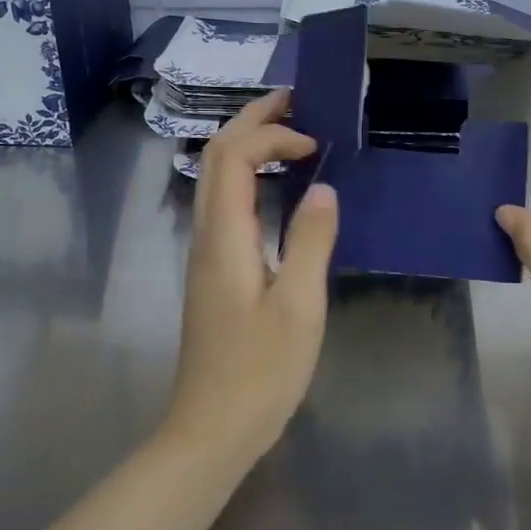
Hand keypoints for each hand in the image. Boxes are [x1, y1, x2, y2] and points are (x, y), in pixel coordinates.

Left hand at [168, 90, 338, 461]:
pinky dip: (251, 179)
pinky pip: (227, 206)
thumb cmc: (260, 372)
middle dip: (253, 122)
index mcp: (225, 237)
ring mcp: (206, 254)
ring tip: (291, 135)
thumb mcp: (299, 306)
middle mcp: (207, 236)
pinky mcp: (215, 272)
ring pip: (217, 180)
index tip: (316, 146)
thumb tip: (323, 188)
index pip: (234, 157)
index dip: (273, 136)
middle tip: (295, 101)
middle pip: (217, 158)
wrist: (212, 428)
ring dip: (249, 148)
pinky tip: (281, 191)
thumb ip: (311, 241)